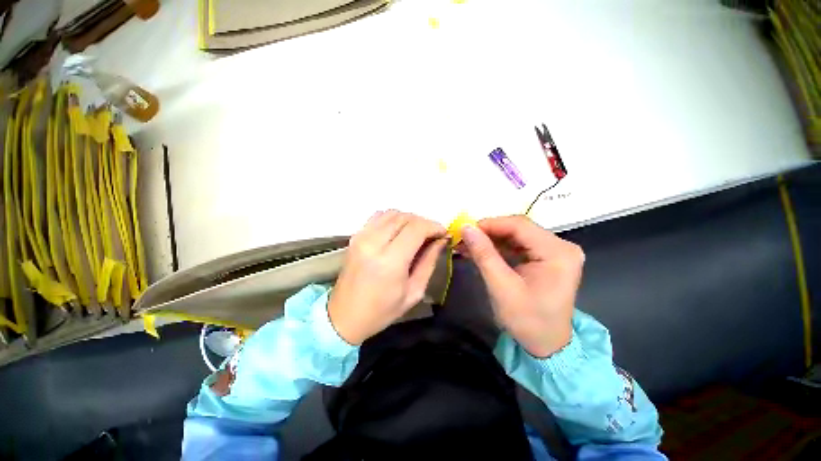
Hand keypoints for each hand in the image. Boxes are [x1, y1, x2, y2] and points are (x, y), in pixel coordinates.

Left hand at [328, 210, 447, 344]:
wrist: (344, 316)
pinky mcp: (355, 236)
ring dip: (409, 219)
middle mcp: (374, 242)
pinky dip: (393, 219)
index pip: (417, 228)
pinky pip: (379, 216)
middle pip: (405, 217)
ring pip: (392, 213)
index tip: (443, 233)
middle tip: (432, 235)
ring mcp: (361, 236)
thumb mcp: (414, 292)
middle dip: (424, 222)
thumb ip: (429, 262)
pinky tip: (398, 232)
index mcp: (390, 261)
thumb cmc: (382, 311)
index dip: (434, 226)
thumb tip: (440, 240)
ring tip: (417, 233)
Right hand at [460, 215, 583, 357]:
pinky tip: (480, 251)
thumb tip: (465, 227)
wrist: (547, 345)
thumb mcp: (501, 287)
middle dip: (488, 232)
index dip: (489, 224)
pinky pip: (518, 245)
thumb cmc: (527, 321)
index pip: (519, 226)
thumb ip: (484, 254)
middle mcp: (561, 246)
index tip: (464, 230)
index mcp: (558, 253)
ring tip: (467, 245)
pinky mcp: (546, 257)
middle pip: (518, 228)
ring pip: (516, 235)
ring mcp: (555, 251)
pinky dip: (498, 248)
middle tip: (463, 238)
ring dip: (490, 240)